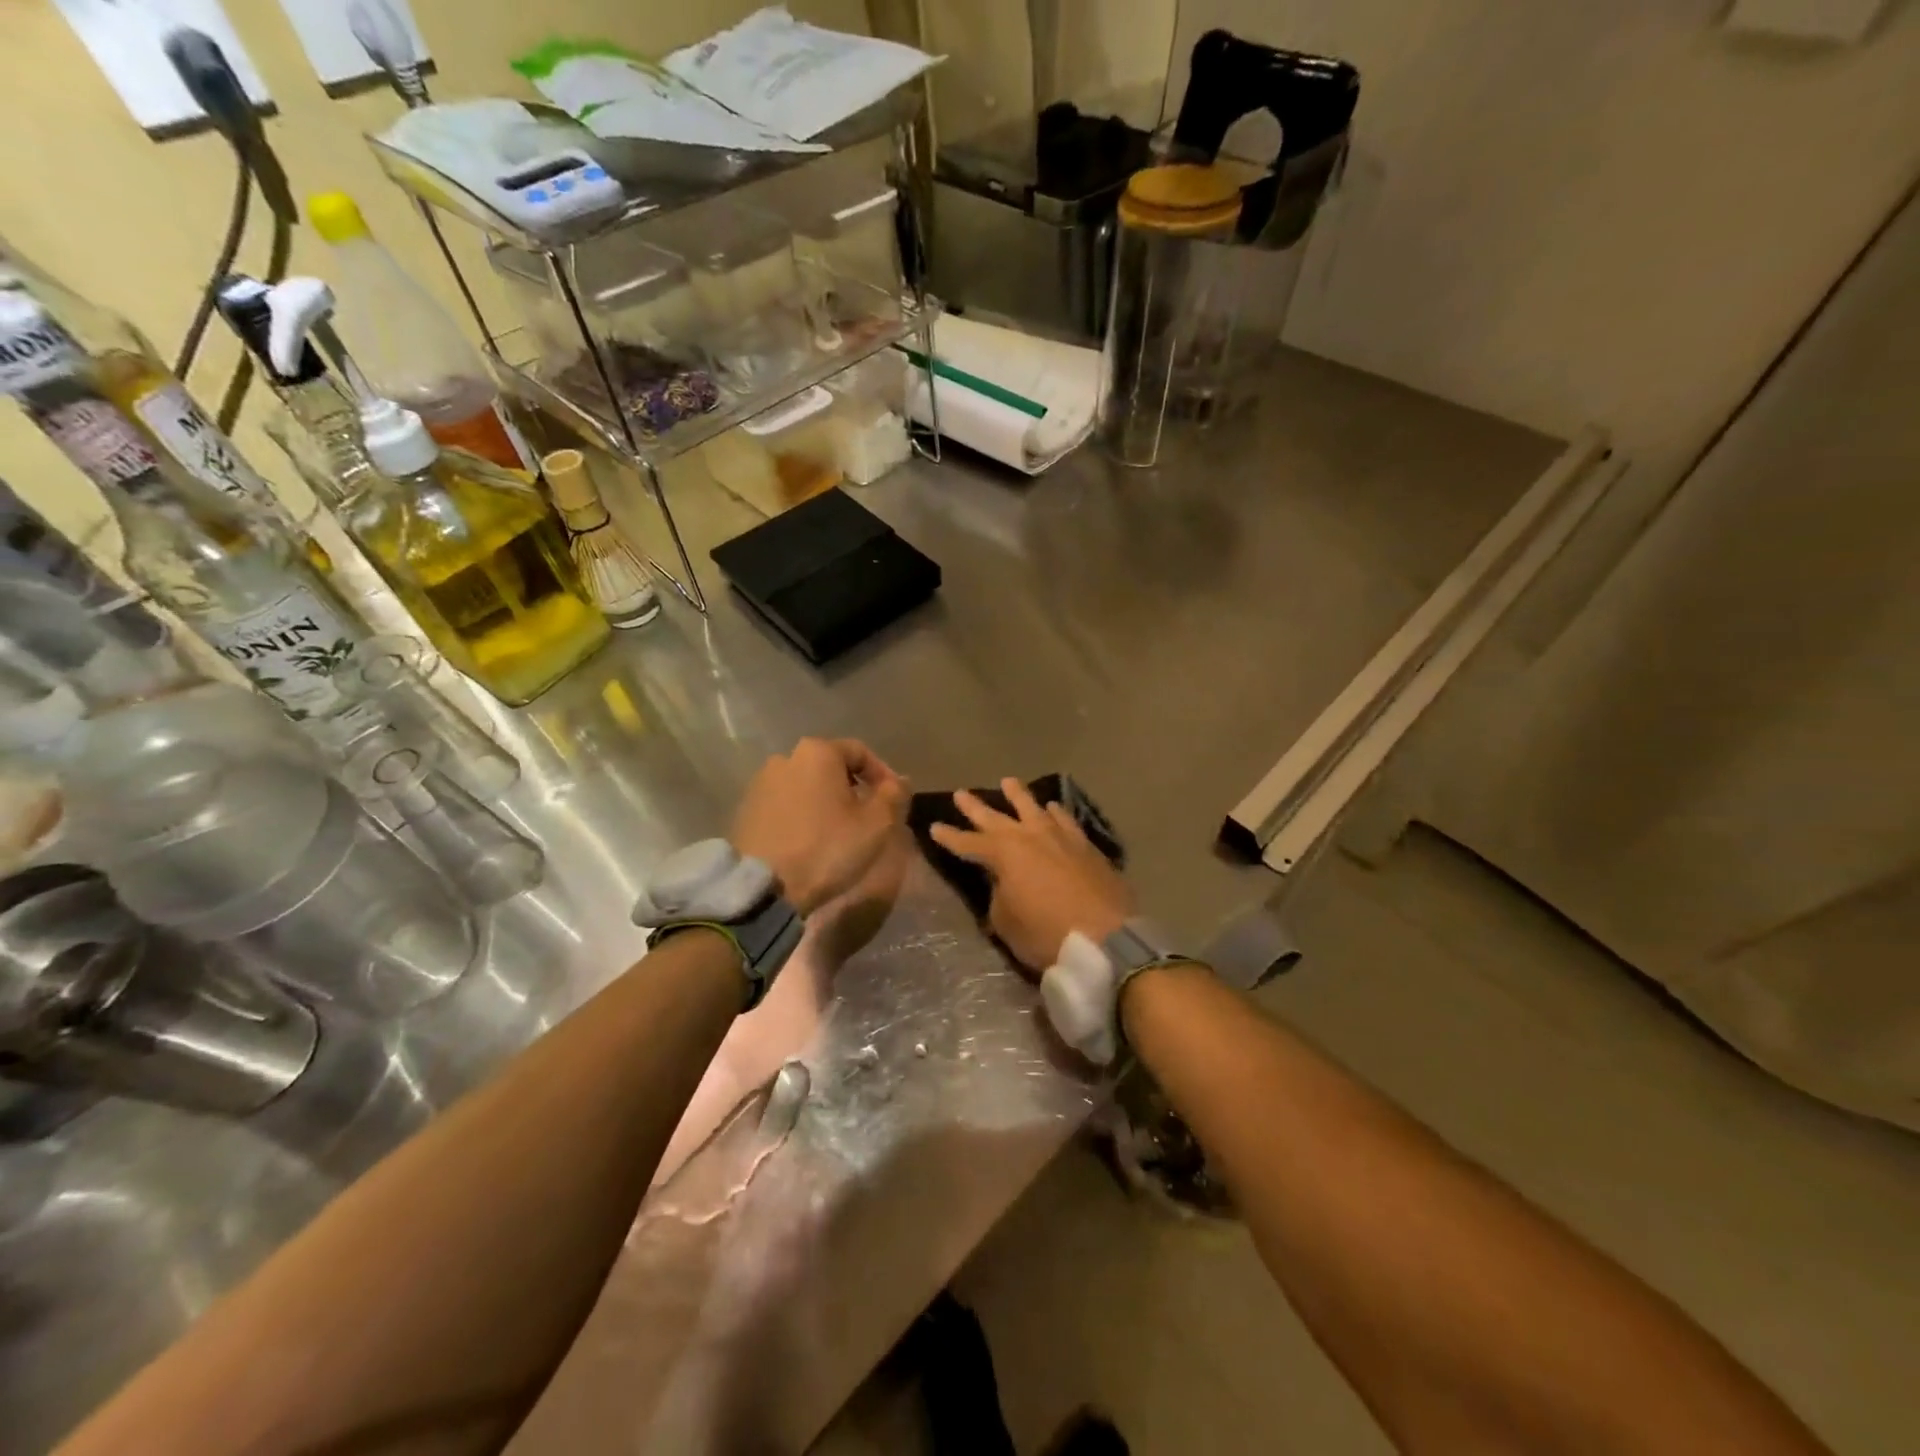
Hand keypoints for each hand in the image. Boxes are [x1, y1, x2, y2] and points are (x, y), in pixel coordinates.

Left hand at [732, 738, 908, 915]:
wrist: (764, 886)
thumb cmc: (827, 848)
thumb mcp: (876, 824)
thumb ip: (894, 795)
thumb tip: (899, 781)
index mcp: (817, 752)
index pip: (859, 752)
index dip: (882, 774)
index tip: (894, 799)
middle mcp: (785, 758)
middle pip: (830, 767)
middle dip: (852, 788)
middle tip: (868, 817)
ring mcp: (760, 784)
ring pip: (806, 786)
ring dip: (825, 802)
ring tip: (839, 831)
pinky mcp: (745, 810)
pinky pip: (785, 805)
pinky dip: (802, 816)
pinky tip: (811, 840)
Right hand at [929, 777, 1134, 972]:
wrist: (1105, 938)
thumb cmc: (1046, 934)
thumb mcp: (1007, 923)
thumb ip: (999, 897)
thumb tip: (1002, 884)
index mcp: (1004, 854)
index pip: (968, 843)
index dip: (949, 837)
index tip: (934, 827)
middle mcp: (1030, 836)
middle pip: (997, 817)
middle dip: (976, 807)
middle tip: (961, 793)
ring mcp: (1060, 837)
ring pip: (1034, 808)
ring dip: (1018, 796)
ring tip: (1009, 782)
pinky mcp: (1086, 846)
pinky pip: (1065, 820)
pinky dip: (1055, 812)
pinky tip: (1053, 807)